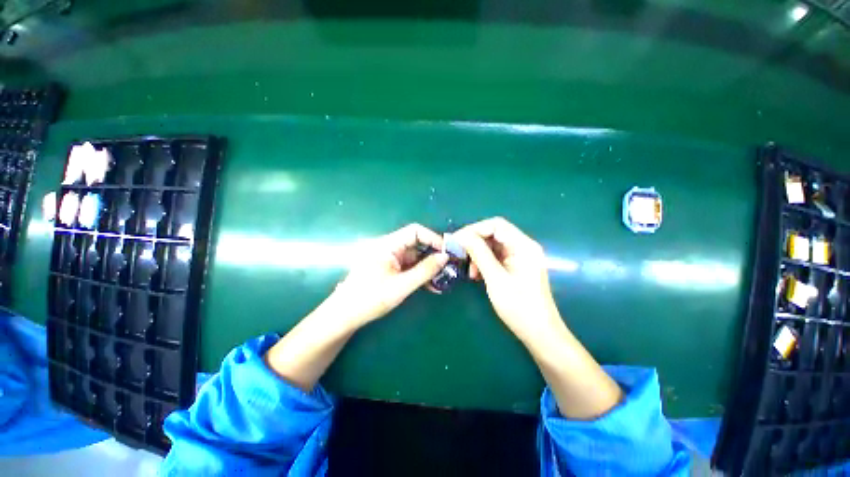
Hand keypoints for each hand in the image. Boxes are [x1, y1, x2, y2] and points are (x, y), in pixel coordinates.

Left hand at [329, 223, 448, 327]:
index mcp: (387, 244)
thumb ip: (425, 270)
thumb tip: (445, 257)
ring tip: (443, 279)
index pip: (414, 231)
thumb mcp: (401, 285)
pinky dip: (420, 273)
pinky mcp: (389, 268)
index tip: (447, 251)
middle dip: (433, 254)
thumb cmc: (370, 298)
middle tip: (449, 266)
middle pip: (416, 244)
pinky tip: (431, 285)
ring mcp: (389, 258)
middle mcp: (388, 247)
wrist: (345, 315)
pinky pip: (409, 266)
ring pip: (414, 257)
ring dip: (428, 267)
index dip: (433, 238)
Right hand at [454, 217, 560, 341]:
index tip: (457, 240)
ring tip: (470, 271)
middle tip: (459, 254)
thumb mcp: (495, 278)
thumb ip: (479, 253)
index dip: (474, 229)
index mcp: (523, 245)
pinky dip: (484, 262)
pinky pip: (496, 257)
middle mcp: (523, 246)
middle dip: (475, 242)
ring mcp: (520, 256)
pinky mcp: (516, 266)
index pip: (496, 225)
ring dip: (478, 254)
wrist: (539, 333)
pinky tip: (477, 274)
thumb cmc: (519, 306)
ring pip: (493, 245)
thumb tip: (461, 236)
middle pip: (494, 233)